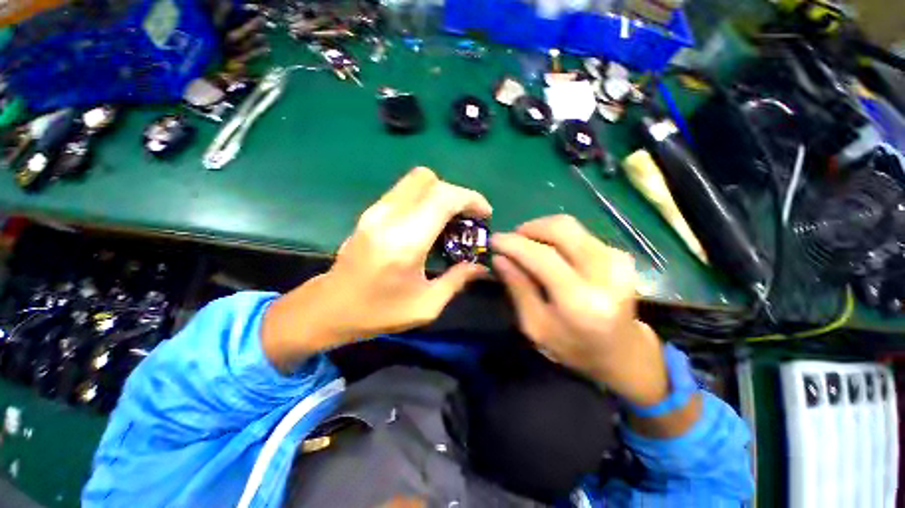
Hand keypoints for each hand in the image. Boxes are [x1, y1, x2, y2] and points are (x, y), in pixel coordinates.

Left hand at [262, 167, 491, 369]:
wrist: (329, 307)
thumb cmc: (378, 312)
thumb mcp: (426, 305)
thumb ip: (457, 280)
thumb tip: (481, 267)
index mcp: (405, 241)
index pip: (443, 198)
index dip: (470, 199)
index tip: (485, 213)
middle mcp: (388, 217)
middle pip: (428, 179)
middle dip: (456, 193)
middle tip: (467, 217)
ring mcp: (375, 211)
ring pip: (415, 180)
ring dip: (440, 194)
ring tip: (451, 220)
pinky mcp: (370, 212)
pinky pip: (405, 191)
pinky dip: (425, 198)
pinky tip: (430, 222)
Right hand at [490, 215, 667, 406]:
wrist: (622, 353)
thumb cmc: (573, 346)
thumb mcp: (535, 326)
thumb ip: (518, 288)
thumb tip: (499, 258)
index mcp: (581, 302)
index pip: (544, 257)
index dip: (515, 244)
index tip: (495, 239)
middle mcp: (605, 275)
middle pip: (562, 229)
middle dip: (530, 228)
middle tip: (512, 239)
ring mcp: (618, 261)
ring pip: (571, 226)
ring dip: (542, 230)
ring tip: (527, 245)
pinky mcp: (620, 255)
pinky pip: (579, 233)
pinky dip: (557, 237)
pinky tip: (548, 251)